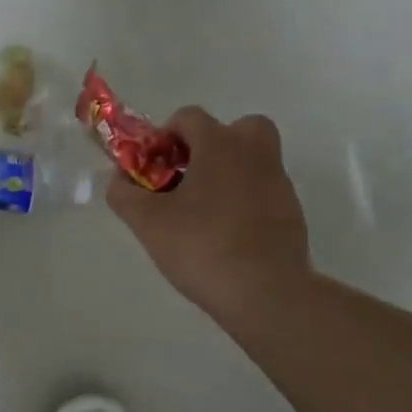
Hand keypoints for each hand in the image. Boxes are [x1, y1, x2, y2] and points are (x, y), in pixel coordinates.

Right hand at [106, 107, 313, 334]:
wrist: (267, 294)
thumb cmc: (202, 246)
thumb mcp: (147, 222)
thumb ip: (124, 194)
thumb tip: (119, 180)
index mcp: (220, 145)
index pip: (189, 117)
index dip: (164, 136)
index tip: (153, 167)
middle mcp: (254, 153)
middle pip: (235, 128)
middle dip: (209, 145)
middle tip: (187, 176)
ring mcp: (278, 183)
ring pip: (251, 160)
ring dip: (226, 173)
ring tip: (201, 211)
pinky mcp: (292, 212)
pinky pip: (262, 190)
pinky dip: (244, 200)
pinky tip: (224, 234)